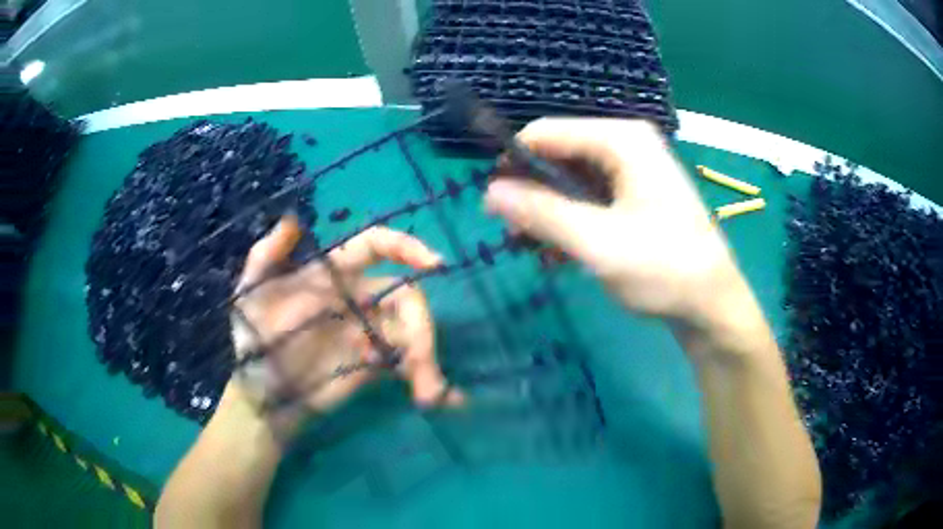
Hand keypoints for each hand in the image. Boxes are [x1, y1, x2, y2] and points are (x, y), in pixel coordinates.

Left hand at [230, 217, 462, 430]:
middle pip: (406, 298)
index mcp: (332, 275)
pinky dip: (427, 378)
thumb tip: (293, 219)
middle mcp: (357, 299)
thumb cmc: (252, 340)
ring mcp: (368, 334)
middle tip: (423, 365)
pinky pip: (407, 365)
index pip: (376, 248)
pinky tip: (442, 399)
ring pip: (412, 333)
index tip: (434, 264)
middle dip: (422, 327)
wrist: (260, 395)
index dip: (405, 248)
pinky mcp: (374, 366)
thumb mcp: (249, 294)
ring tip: (428, 395)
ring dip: (427, 360)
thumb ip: (266, 255)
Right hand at [485, 118, 744, 324]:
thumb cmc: (663, 269)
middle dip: (531, 193)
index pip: (545, 133)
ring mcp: (632, 171)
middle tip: (513, 234)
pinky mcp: (634, 196)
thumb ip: (541, 213)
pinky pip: (589, 199)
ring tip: (532, 249)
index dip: (513, 164)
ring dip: (548, 213)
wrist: (712, 304)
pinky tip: (558, 255)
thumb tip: (488, 193)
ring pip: (570, 180)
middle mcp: (626, 145)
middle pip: (558, 156)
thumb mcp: (597, 242)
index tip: (494, 206)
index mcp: (621, 139)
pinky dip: (569, 222)